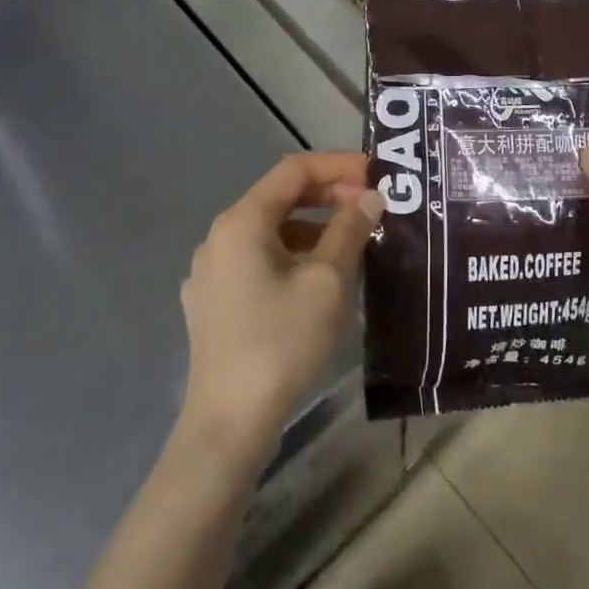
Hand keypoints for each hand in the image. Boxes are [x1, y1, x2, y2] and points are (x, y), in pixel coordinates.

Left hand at [180, 152, 381, 465]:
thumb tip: (370, 197)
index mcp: (242, 222)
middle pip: (279, 198)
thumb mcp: (328, 281)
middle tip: (371, 207)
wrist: (229, 422)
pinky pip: (258, 261)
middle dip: (328, 196)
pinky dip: (292, 256)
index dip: (338, 165)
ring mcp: (211, 271)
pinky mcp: (213, 302)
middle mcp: (219, 237)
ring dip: (312, 228)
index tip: (377, 173)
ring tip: (352, 243)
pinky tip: (317, 280)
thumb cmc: (282, 342)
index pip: (294, 170)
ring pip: (270, 232)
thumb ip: (349, 230)